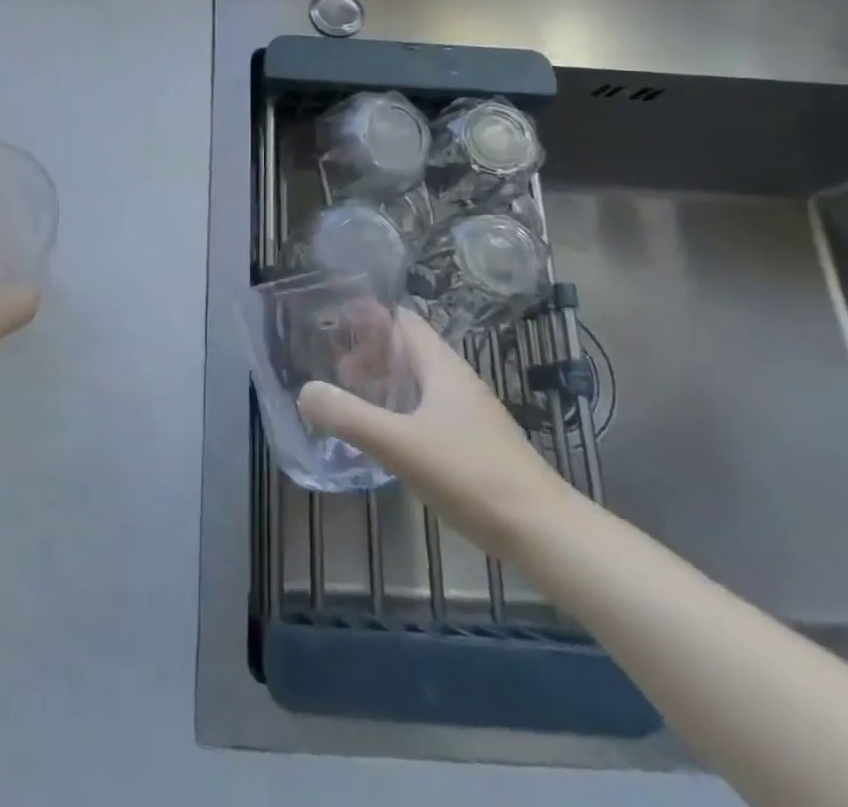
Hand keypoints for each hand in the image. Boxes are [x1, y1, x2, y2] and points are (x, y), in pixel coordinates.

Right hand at [298, 308, 572, 555]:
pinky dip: (398, 411)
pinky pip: (425, 411)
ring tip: (350, 402)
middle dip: (368, 353)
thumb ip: (349, 417)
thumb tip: (305, 392)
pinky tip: (383, 439)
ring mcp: (468, 414)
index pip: (402, 320)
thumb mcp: (400, 445)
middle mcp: (455, 381)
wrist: (543, 532)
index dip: (368, 316)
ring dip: (383, 384)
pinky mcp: (473, 444)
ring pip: (416, 382)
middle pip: (406, 350)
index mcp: (441, 367)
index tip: (332, 322)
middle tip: (332, 370)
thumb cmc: (471, 475)